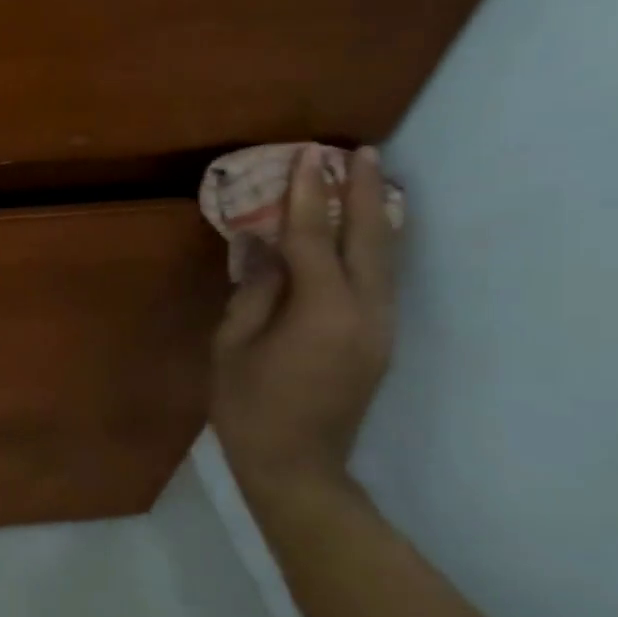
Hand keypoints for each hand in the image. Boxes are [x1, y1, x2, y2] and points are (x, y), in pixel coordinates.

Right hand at [211, 145, 395, 502]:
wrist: (296, 465)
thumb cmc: (248, 406)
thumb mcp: (232, 345)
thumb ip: (253, 290)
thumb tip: (262, 244)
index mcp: (322, 313)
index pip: (313, 240)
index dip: (307, 197)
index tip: (305, 157)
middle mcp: (365, 313)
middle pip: (368, 240)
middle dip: (362, 192)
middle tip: (357, 151)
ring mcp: (380, 328)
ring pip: (385, 258)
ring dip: (375, 215)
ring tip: (368, 178)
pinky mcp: (379, 340)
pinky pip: (380, 279)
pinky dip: (373, 246)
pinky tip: (365, 230)